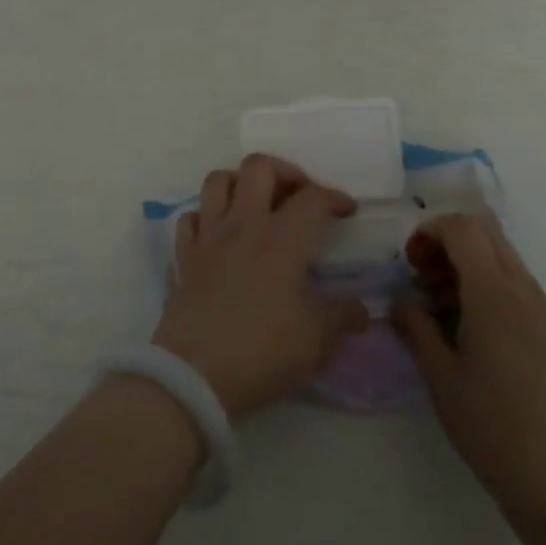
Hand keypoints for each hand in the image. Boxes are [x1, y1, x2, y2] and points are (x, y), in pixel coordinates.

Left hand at [153, 155, 370, 420]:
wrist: (194, 377)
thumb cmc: (261, 353)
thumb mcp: (316, 342)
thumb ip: (342, 317)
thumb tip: (361, 308)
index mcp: (281, 239)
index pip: (312, 198)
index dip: (335, 197)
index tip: (348, 210)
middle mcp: (243, 225)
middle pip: (259, 167)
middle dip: (285, 171)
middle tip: (299, 196)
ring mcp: (208, 238)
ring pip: (218, 181)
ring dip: (240, 182)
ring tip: (257, 203)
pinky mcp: (184, 257)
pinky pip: (191, 218)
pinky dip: (206, 216)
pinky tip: (219, 234)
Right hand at [392, 214, 545, 544]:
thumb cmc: (494, 430)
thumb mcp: (442, 379)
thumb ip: (417, 329)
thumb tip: (401, 302)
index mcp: (493, 293)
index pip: (462, 228)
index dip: (430, 232)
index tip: (409, 263)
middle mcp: (523, 289)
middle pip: (485, 231)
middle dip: (448, 241)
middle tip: (423, 277)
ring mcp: (543, 309)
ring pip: (502, 255)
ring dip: (468, 262)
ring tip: (441, 306)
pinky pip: (516, 282)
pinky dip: (487, 283)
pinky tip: (470, 328)